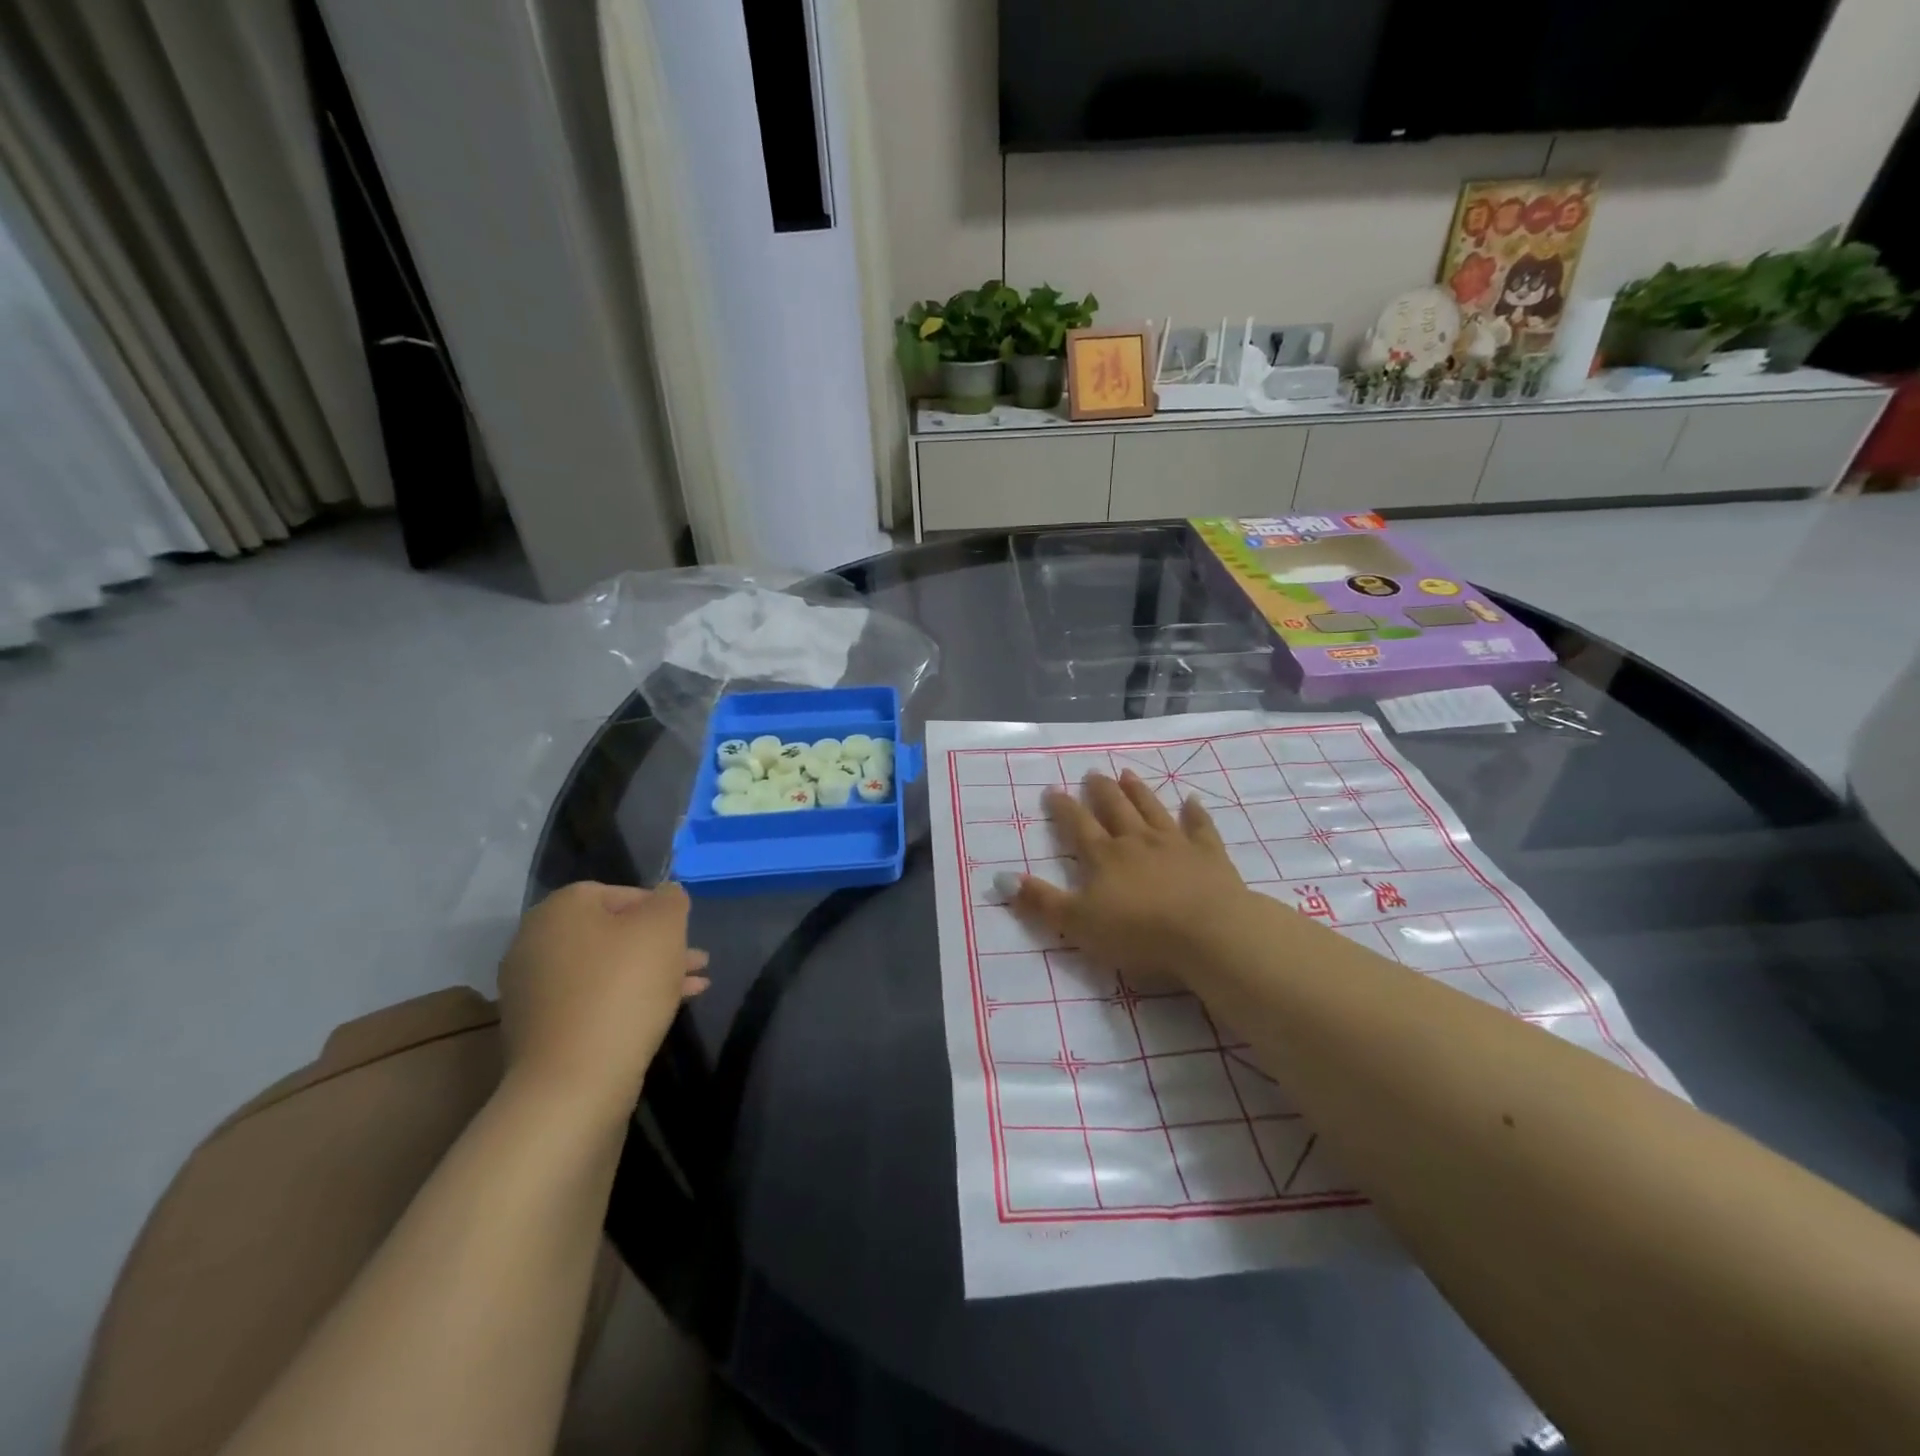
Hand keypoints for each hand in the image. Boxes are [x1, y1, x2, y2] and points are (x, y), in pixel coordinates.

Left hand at [497, 881, 708, 1118]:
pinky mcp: (539, 1029)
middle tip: (696, 960)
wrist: (573, 1081)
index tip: (684, 931)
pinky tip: (665, 1011)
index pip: (617, 893)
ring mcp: (532, 989)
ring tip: (694, 987)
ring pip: (605, 969)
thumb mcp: (664, 927)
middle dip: (658, 945)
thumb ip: (670, 899)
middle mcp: (535, 942)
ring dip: (649, 973)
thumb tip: (666, 894)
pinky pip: (591, 1001)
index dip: (658, 909)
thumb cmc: (623, 988)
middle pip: (611, 933)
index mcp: (559, 909)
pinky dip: (625, 1000)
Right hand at [1009, 771, 1255, 987]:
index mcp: (1104, 857)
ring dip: (1139, 792)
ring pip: (1152, 810)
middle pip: (1115, 809)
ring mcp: (1175, 844)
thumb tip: (1001, 878)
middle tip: (1093, 772)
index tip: (1053, 789)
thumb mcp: (1077, 924)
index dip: (1063, 808)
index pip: (1078, 825)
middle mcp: (1137, 841)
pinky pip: (1200, 828)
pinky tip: (1193, 800)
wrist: (1208, 933)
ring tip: (1127, 774)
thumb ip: (1041, 901)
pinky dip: (1195, 813)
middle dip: (1101, 791)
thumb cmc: (1138, 932)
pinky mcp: (1209, 856)